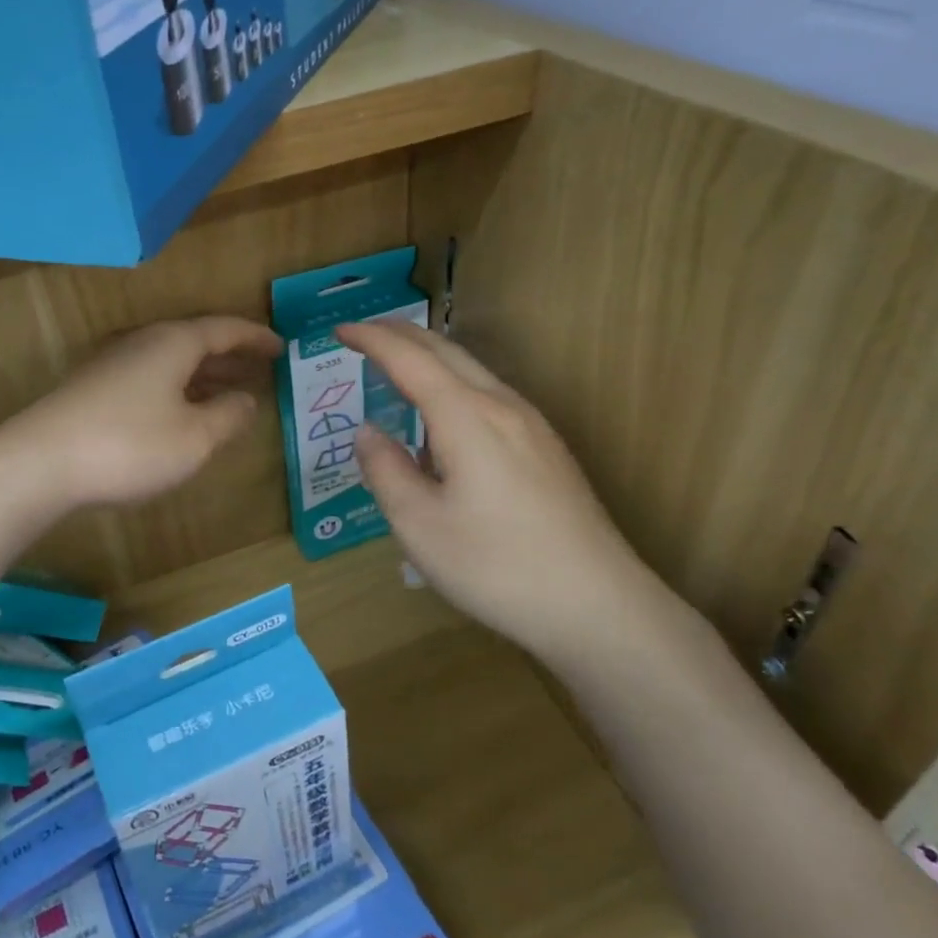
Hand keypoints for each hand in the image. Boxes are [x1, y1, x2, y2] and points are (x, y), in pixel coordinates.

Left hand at [11, 317, 282, 507]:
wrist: (39, 462)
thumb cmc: (129, 445)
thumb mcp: (194, 438)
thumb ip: (228, 417)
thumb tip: (246, 400)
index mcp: (173, 343)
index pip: (225, 329)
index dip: (256, 338)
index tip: (282, 347)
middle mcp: (144, 343)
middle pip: (197, 341)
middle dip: (231, 356)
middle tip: (261, 370)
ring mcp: (114, 364)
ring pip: (172, 362)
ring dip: (204, 375)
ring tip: (230, 393)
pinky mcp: (94, 389)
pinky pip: (151, 378)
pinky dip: (178, 389)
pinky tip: (181, 414)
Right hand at [337, 319, 671, 664]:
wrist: (599, 606)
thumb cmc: (496, 566)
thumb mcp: (419, 524)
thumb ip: (385, 470)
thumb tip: (367, 432)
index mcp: (466, 416)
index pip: (410, 360)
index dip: (372, 340)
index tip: (339, 330)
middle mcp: (502, 406)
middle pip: (446, 351)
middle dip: (401, 335)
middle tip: (363, 333)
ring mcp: (532, 426)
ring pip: (473, 370)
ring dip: (430, 357)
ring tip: (397, 365)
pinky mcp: (546, 449)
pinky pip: (489, 395)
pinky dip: (453, 383)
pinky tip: (444, 418)